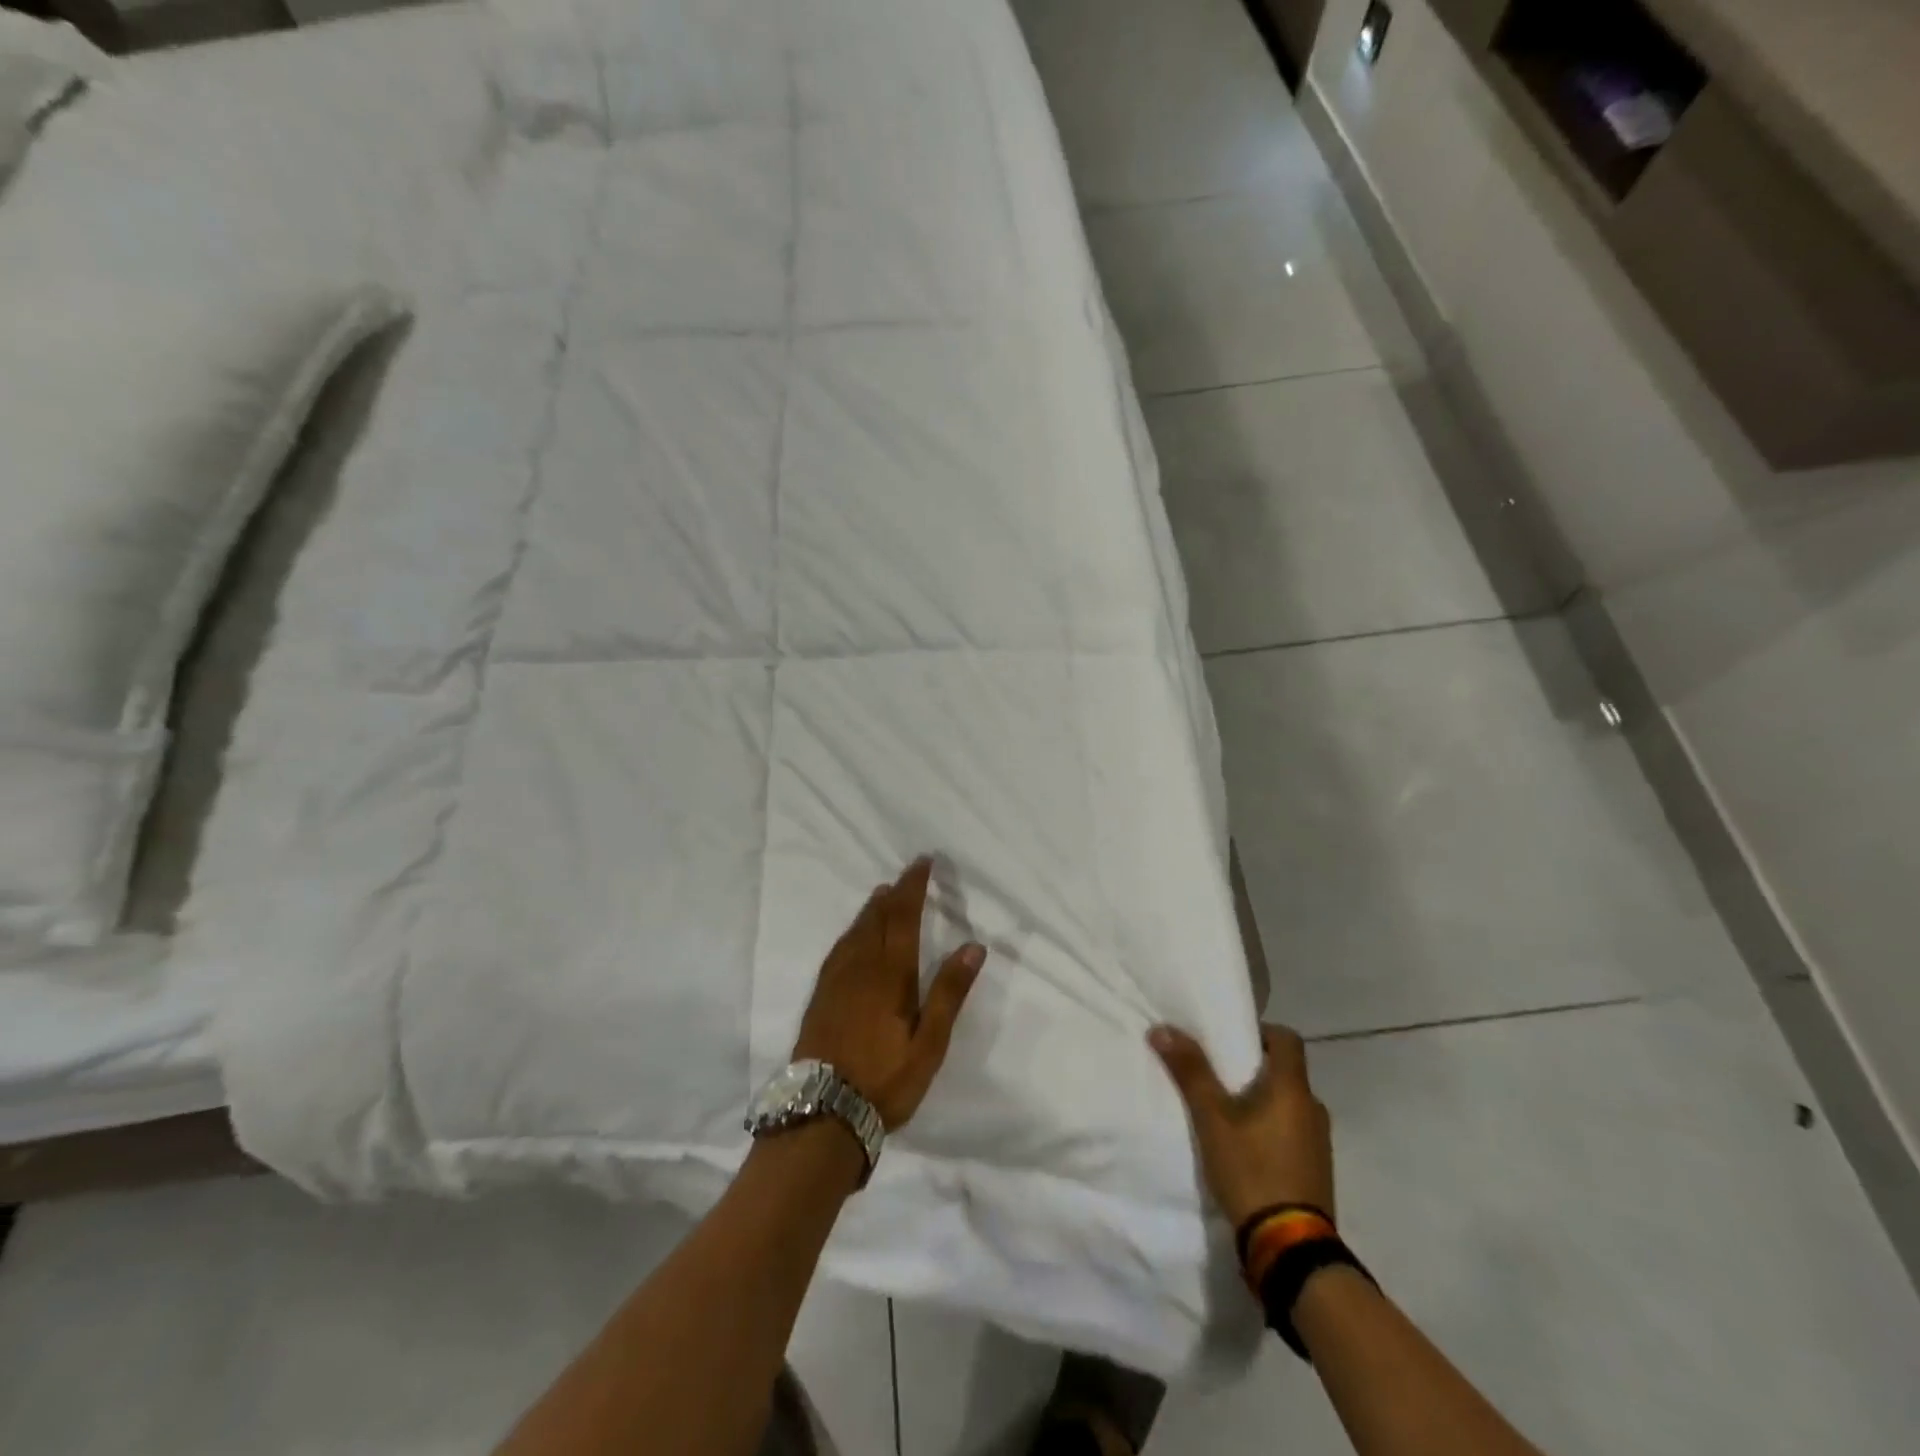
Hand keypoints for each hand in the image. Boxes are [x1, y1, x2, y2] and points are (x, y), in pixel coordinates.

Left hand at [793, 858, 984, 1130]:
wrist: (822, 1111)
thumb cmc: (886, 1079)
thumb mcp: (929, 1043)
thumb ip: (950, 992)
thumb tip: (974, 945)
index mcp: (891, 974)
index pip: (904, 917)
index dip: (914, 887)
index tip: (923, 863)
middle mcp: (861, 967)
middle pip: (878, 918)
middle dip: (893, 893)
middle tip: (905, 874)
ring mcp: (836, 981)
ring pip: (855, 932)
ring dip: (871, 909)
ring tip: (881, 894)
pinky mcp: (820, 996)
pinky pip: (838, 949)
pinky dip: (851, 932)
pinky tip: (851, 937)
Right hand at [1149, 1021, 1334, 1228]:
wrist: (1290, 1249)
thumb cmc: (1252, 1170)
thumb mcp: (1212, 1118)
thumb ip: (1190, 1071)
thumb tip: (1163, 1028)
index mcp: (1293, 1088)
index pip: (1286, 1038)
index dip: (1260, 1032)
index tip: (1230, 1040)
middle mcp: (1313, 1108)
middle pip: (1285, 1071)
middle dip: (1253, 1068)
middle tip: (1218, 1075)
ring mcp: (1319, 1142)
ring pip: (1288, 1103)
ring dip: (1262, 1100)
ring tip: (1226, 1112)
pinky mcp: (1316, 1170)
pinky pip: (1292, 1132)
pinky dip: (1271, 1128)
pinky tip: (1245, 1147)